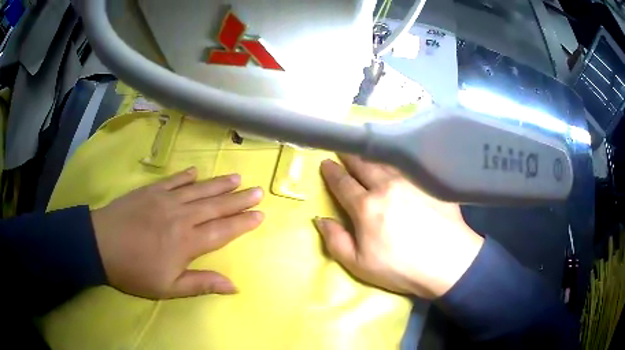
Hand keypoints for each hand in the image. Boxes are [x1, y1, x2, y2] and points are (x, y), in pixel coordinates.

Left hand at [91, 168, 263, 298]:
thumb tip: (234, 286)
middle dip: (239, 199)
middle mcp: (181, 216)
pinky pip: (173, 180)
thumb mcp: (168, 288)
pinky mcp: (150, 190)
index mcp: (187, 242)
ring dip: (219, 184)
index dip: (243, 223)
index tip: (260, 214)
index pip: (223, 230)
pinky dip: (186, 175)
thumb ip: (201, 284)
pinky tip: (196, 171)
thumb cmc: (135, 271)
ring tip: (237, 177)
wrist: (100, 245)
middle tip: (257, 190)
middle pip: (216, 205)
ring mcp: (165, 199)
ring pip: (199, 189)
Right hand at [314, 154, 483, 298]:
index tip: (325, 162)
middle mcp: (387, 186)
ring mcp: (411, 181)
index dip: (332, 172)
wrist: (447, 262)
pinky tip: (397, 157)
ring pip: (386, 161)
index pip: (343, 183)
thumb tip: (321, 219)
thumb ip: (336, 241)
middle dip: (350, 155)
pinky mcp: (430, 182)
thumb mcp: (359, 264)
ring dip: (372, 153)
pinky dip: (397, 159)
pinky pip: (409, 165)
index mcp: (366, 206)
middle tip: (343, 148)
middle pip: (364, 164)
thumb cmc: (400, 268)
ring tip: (366, 149)